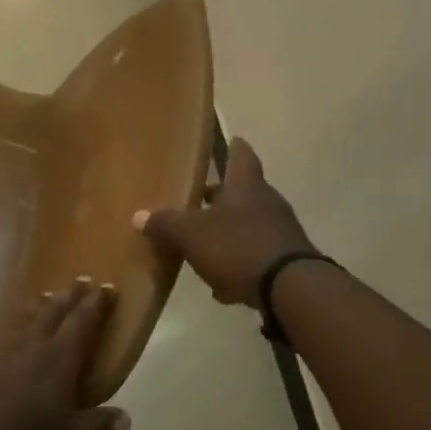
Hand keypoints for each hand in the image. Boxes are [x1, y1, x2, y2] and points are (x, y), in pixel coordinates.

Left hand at [0, 280, 131, 429]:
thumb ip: (96, 427)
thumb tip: (125, 416)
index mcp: (57, 361)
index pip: (82, 323)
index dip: (96, 305)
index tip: (107, 288)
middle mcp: (29, 344)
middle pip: (53, 310)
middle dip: (70, 295)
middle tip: (81, 280)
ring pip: (23, 315)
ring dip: (39, 304)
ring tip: (47, 295)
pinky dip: (11, 322)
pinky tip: (8, 327)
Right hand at [134, 137, 314, 308]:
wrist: (292, 290)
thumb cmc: (237, 247)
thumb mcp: (191, 235)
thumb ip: (165, 224)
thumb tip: (138, 215)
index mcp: (245, 187)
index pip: (241, 157)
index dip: (235, 148)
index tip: (233, 139)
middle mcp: (267, 203)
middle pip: (243, 193)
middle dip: (221, 197)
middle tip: (199, 198)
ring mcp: (281, 232)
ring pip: (248, 224)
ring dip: (228, 232)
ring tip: (203, 245)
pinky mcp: (287, 261)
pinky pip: (256, 255)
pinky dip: (239, 262)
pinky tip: (222, 284)